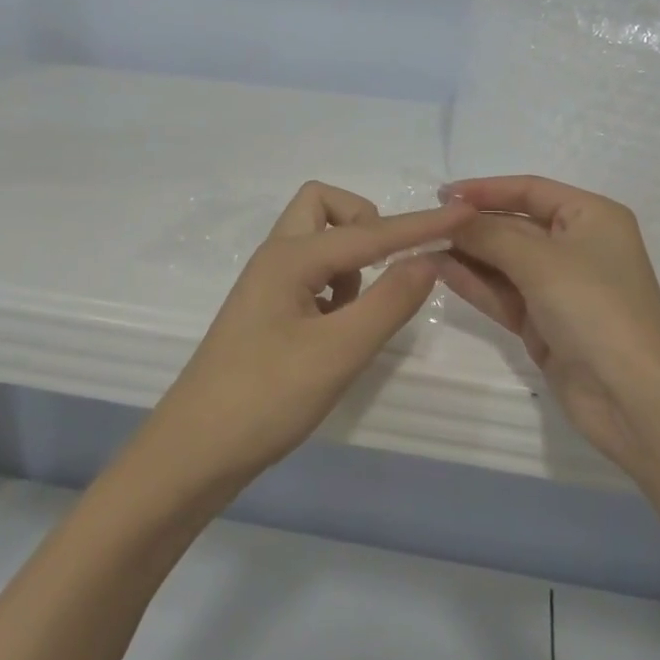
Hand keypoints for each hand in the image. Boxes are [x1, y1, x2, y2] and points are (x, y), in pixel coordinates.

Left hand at [139, 182, 472, 498]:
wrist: (193, 453)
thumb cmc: (265, 399)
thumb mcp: (337, 352)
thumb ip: (388, 302)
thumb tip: (429, 261)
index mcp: (291, 257)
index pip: (371, 232)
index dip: (420, 226)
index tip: (465, 215)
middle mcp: (276, 258)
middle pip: (323, 206)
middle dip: (365, 223)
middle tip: (385, 267)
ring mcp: (268, 285)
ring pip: (317, 240)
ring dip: (350, 259)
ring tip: (357, 313)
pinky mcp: (267, 312)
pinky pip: (311, 273)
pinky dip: (335, 286)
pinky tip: (337, 331)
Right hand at [435, 175, 659, 480]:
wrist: (636, 398)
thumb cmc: (596, 309)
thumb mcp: (540, 261)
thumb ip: (490, 234)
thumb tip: (450, 216)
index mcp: (591, 216)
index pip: (530, 190)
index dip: (486, 189)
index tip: (443, 195)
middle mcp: (577, 246)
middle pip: (514, 225)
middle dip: (472, 225)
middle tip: (424, 225)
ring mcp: (560, 288)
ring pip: (505, 261)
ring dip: (468, 254)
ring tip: (422, 246)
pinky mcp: (545, 323)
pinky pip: (503, 293)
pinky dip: (475, 282)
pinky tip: (440, 270)